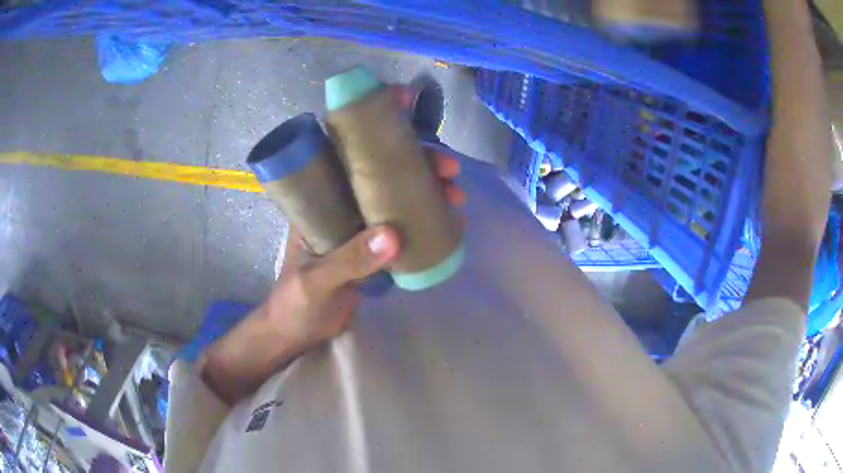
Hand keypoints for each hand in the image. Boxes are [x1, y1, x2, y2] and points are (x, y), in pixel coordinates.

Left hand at [198, 82, 464, 403]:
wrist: (300, 331)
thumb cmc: (297, 301)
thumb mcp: (318, 279)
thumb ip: (349, 260)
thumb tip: (394, 236)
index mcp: (319, 197)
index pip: (344, 145)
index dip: (373, 119)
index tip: (402, 101)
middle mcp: (341, 200)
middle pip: (382, 167)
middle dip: (418, 159)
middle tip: (449, 168)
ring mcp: (360, 221)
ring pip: (398, 191)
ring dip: (429, 186)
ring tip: (456, 195)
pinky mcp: (374, 243)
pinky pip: (404, 219)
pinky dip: (427, 214)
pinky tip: (450, 217)